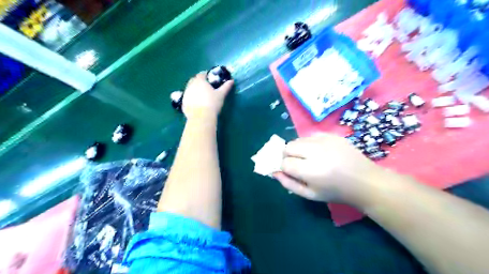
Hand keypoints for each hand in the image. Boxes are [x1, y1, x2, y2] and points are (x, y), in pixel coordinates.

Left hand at [183, 72, 233, 118]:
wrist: (201, 117)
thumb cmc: (212, 103)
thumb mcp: (221, 95)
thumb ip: (226, 87)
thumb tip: (231, 81)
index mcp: (200, 81)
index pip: (202, 74)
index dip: (206, 75)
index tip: (211, 79)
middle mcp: (190, 85)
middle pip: (194, 80)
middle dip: (199, 82)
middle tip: (206, 87)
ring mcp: (186, 94)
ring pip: (190, 89)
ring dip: (194, 90)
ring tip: (201, 96)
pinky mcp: (183, 103)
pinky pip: (187, 98)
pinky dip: (191, 99)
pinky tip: (197, 104)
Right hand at [274, 134, 385, 205]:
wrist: (365, 181)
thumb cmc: (336, 192)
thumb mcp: (310, 195)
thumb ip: (289, 183)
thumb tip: (274, 172)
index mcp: (311, 170)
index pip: (284, 162)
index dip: (282, 166)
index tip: (287, 171)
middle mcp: (316, 152)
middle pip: (288, 147)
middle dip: (286, 155)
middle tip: (295, 164)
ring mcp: (325, 140)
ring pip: (297, 140)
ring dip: (296, 148)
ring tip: (307, 158)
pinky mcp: (331, 135)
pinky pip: (310, 136)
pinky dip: (308, 143)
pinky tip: (317, 152)